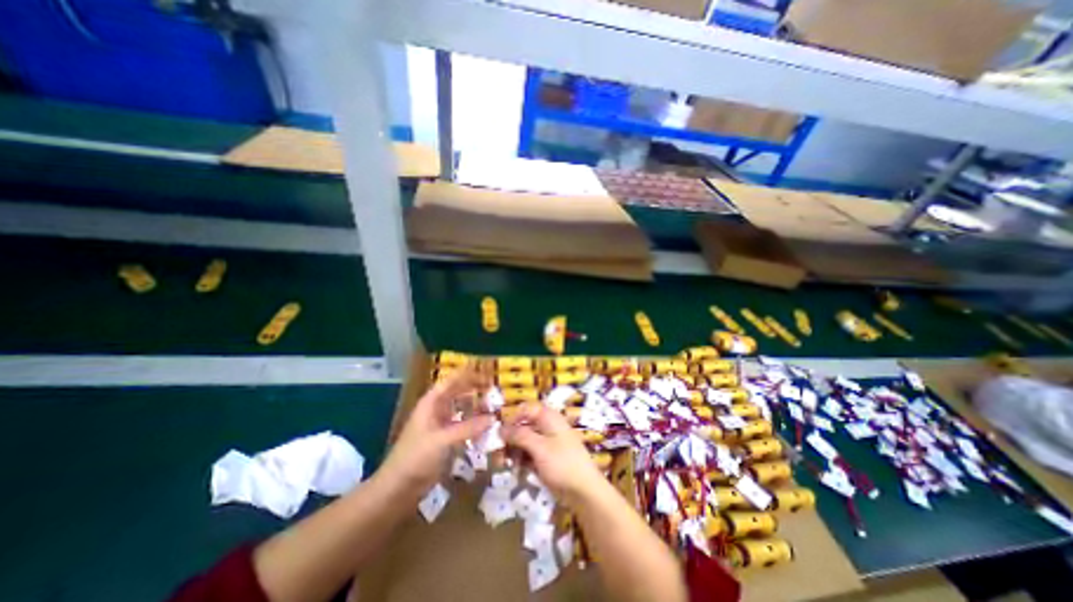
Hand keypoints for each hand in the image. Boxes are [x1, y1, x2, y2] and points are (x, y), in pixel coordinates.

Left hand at [376, 368, 493, 497]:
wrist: (397, 488)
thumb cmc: (416, 458)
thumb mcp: (442, 440)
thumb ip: (468, 428)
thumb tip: (493, 418)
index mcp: (432, 402)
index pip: (454, 380)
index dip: (471, 375)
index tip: (490, 376)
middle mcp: (437, 408)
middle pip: (459, 391)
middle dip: (476, 389)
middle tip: (496, 392)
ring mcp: (441, 422)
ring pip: (462, 406)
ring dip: (477, 405)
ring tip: (494, 407)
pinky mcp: (445, 437)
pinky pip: (463, 423)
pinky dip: (474, 422)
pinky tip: (486, 426)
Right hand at [501, 404, 602, 502]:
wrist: (584, 491)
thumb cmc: (562, 463)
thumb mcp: (539, 447)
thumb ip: (519, 435)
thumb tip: (500, 428)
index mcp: (548, 417)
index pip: (525, 409)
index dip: (511, 418)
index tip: (499, 433)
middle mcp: (546, 426)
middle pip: (522, 426)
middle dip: (508, 438)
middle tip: (496, 453)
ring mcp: (546, 443)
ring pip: (523, 441)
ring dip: (512, 451)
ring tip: (502, 464)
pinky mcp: (545, 458)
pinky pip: (528, 454)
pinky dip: (520, 460)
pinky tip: (514, 470)